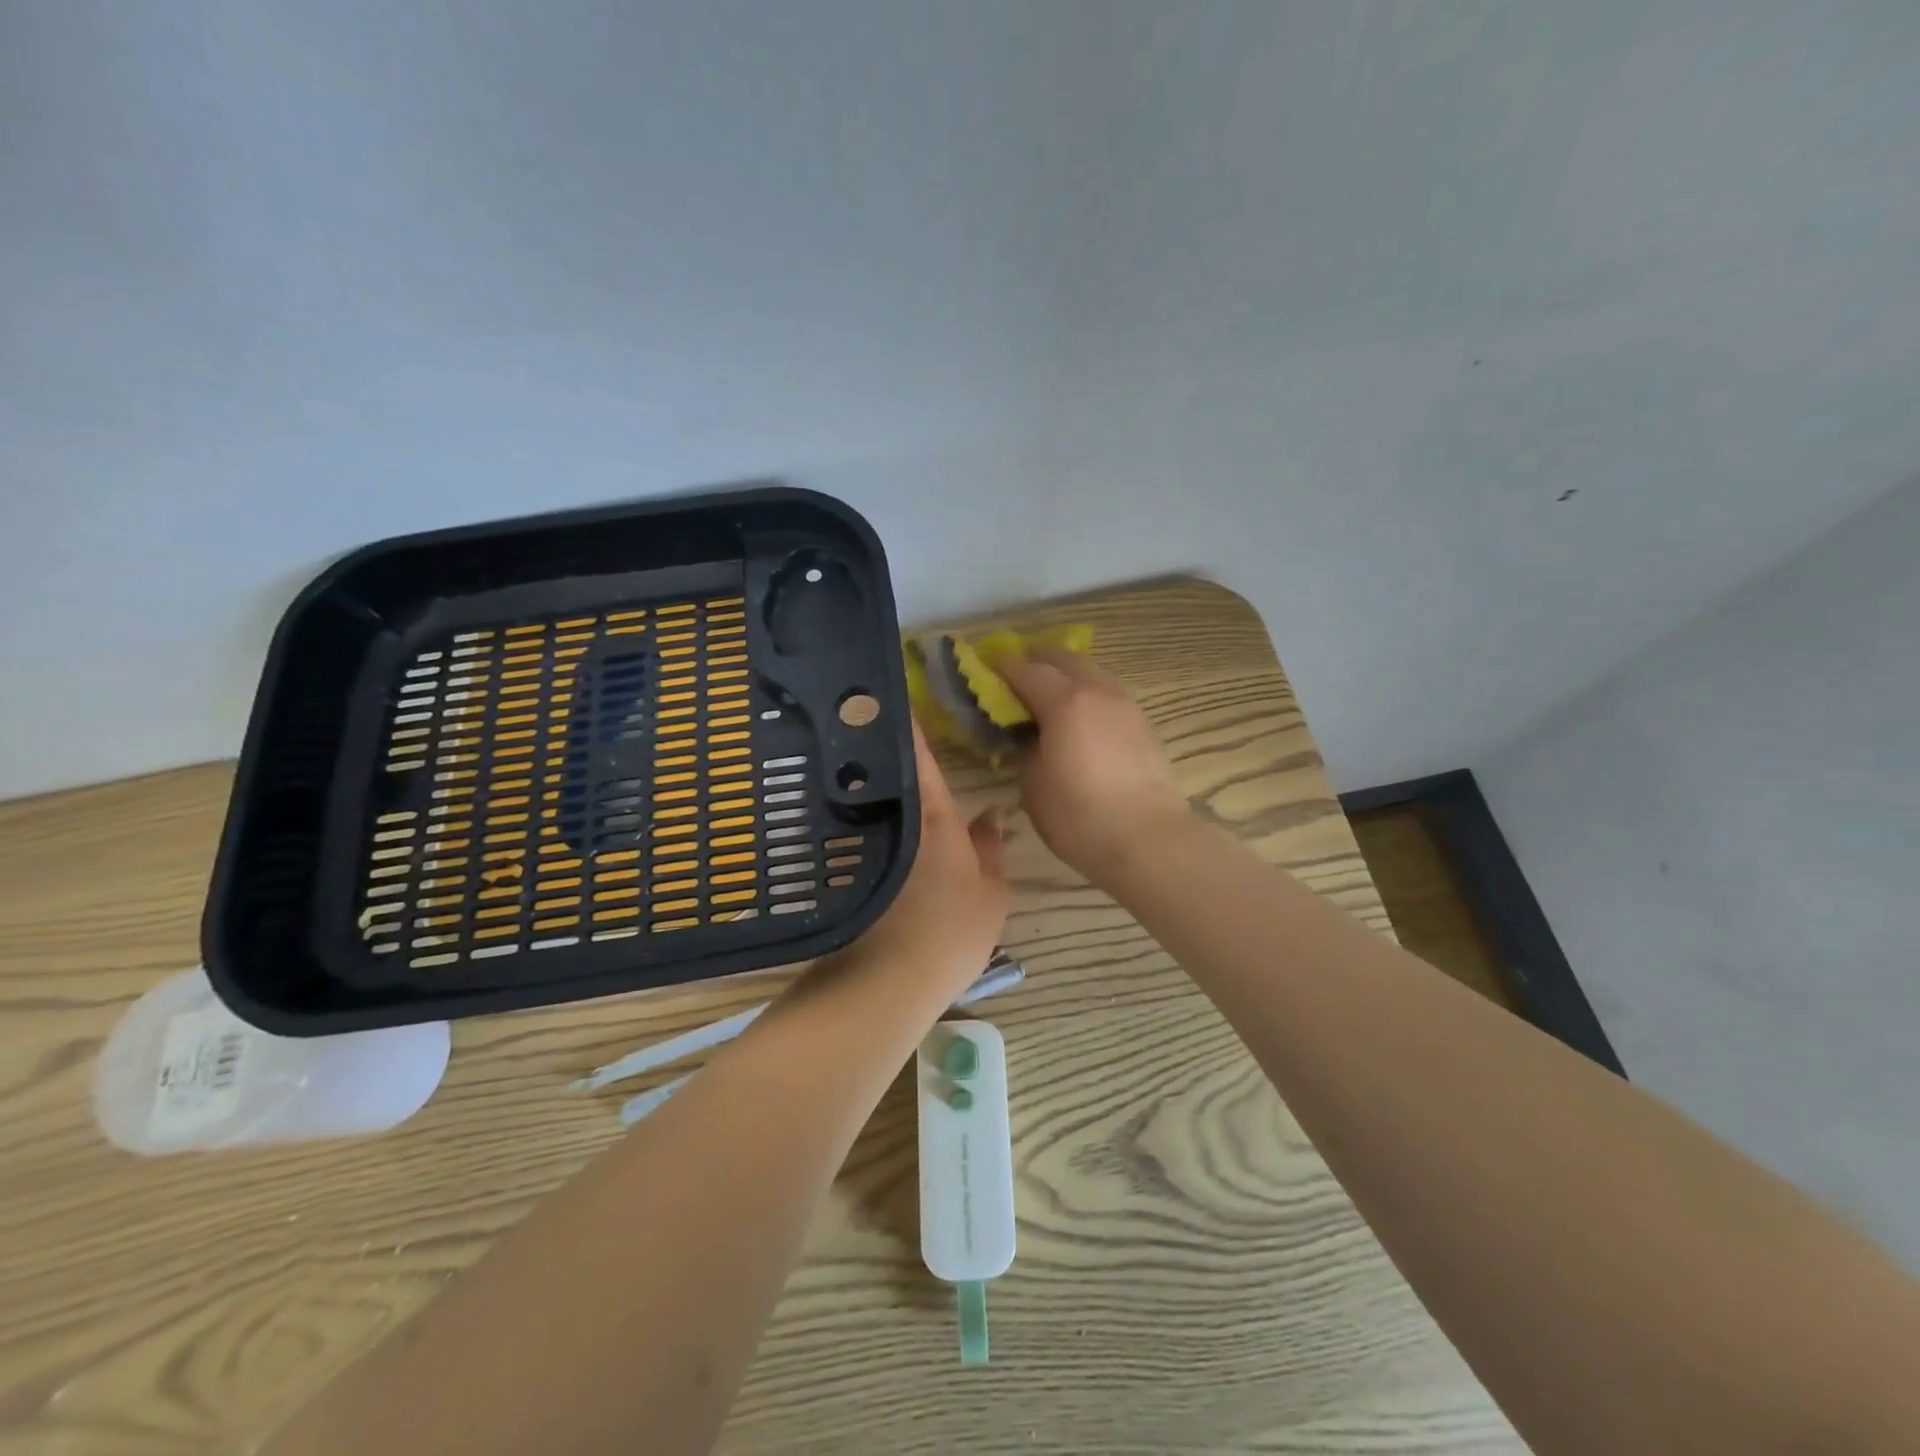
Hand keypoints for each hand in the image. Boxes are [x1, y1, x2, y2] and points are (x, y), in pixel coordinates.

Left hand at [832, 722, 1008, 1002]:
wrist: (890, 981)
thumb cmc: (951, 933)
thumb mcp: (990, 892)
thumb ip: (991, 848)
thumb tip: (992, 813)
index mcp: (932, 814)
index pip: (916, 751)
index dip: (907, 717)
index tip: (897, 689)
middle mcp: (894, 818)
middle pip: (886, 768)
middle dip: (886, 739)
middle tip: (891, 715)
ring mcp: (867, 843)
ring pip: (870, 796)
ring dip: (873, 773)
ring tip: (880, 754)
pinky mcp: (851, 867)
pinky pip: (862, 825)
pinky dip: (865, 811)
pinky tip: (872, 811)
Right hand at [995, 646, 1190, 885]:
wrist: (1148, 840)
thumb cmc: (1079, 816)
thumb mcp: (1033, 784)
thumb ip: (1027, 749)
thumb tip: (1032, 737)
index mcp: (1065, 701)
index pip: (1025, 669)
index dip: (1001, 666)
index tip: (985, 667)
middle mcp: (1097, 691)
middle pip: (1063, 658)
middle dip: (1036, 660)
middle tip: (1016, 675)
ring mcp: (1125, 705)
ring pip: (1091, 672)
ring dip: (1066, 675)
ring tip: (1048, 695)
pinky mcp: (1143, 725)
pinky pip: (1107, 694)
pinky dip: (1087, 694)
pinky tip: (1079, 717)